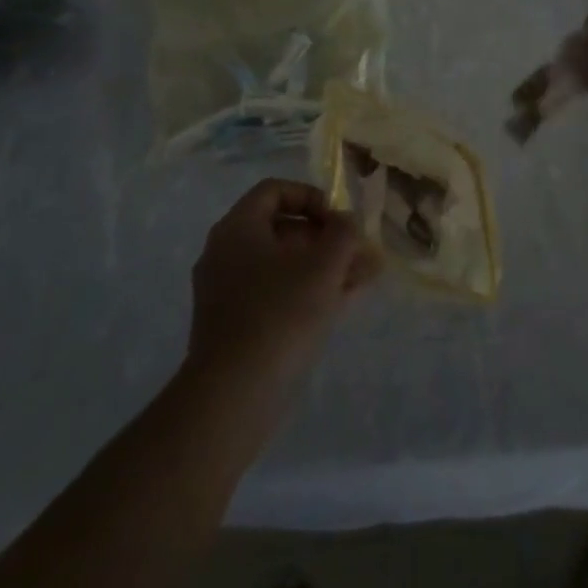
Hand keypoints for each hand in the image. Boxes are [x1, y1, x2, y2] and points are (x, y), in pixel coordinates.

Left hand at [188, 180, 380, 394]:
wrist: (232, 396)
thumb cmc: (280, 314)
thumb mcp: (324, 266)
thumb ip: (343, 234)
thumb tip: (346, 222)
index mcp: (238, 228)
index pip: (275, 191)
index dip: (312, 197)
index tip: (339, 221)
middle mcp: (225, 253)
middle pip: (281, 229)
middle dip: (326, 238)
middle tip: (358, 253)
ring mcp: (226, 292)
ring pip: (281, 265)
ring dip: (322, 267)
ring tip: (362, 278)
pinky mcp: (233, 326)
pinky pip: (273, 294)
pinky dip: (305, 292)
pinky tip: (340, 303)